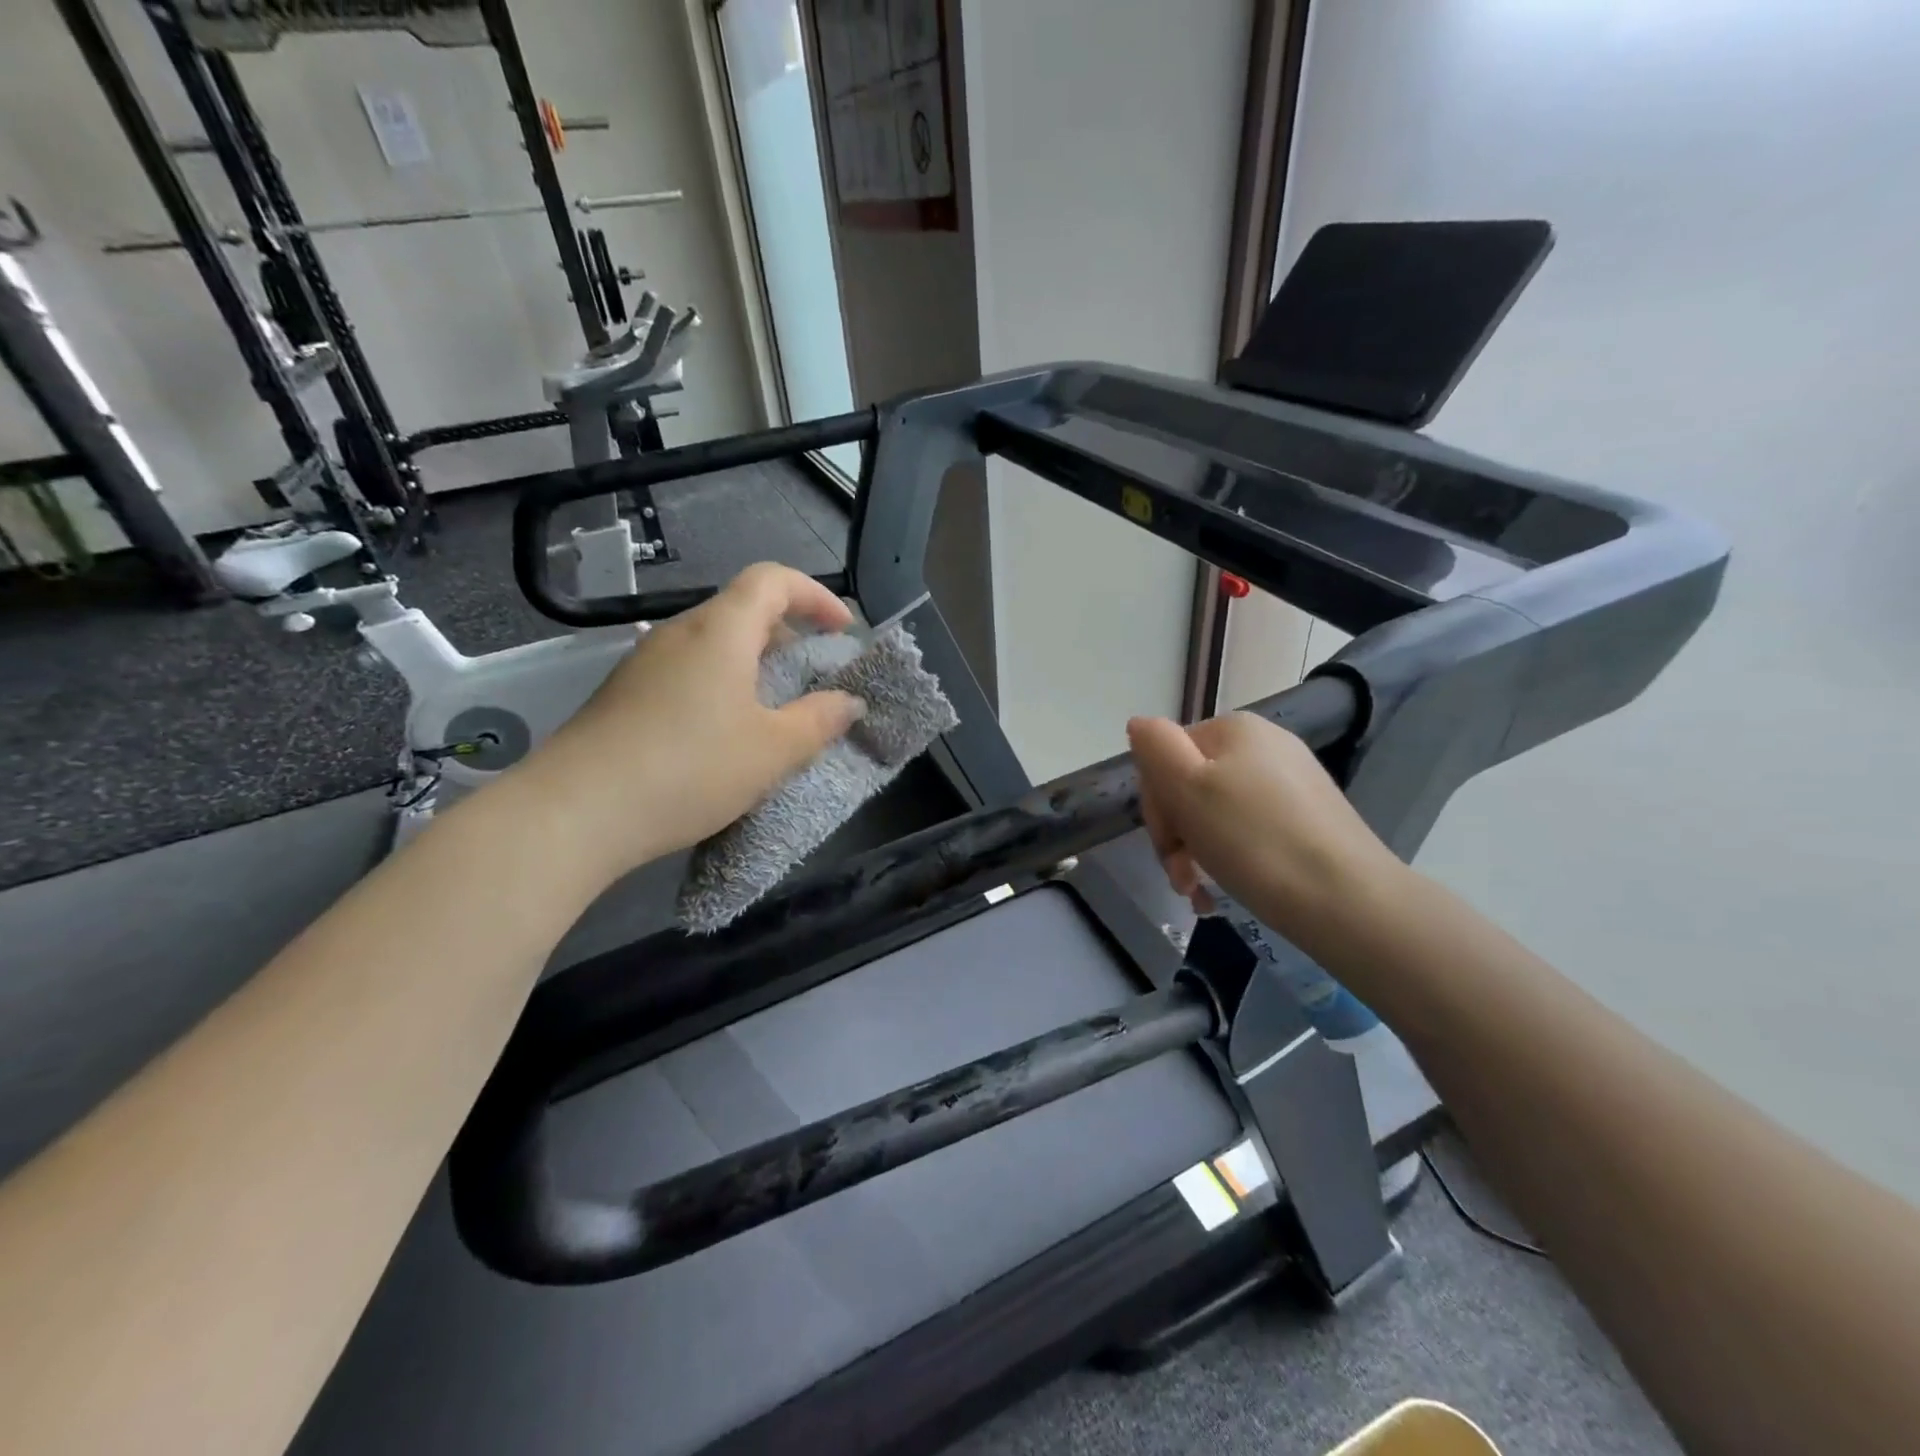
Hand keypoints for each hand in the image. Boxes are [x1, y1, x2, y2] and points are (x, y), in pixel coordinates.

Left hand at [525, 563, 865, 879]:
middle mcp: (679, 632)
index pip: (773, 580)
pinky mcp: (624, 694)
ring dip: (753, 663)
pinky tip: (723, 734)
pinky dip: (721, 684)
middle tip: (812, 677)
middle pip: (742, 609)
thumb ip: (819, 720)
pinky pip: (687, 670)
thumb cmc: (690, 769)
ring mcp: (644, 662)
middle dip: (788, 634)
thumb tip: (848, 702)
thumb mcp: (773, 750)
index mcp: (720, 630)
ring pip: (713, 643)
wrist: (575, 813)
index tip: (843, 631)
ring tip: (773, 711)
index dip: (815, 596)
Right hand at [1126, 712, 1406, 938]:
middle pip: (1192, 785)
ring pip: (1217, 814)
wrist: (1346, 900)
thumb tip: (1138, 725)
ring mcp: (1291, 782)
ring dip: (1197, 854)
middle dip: (1177, 834)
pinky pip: (1250, 832)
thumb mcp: (1186, 787)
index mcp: (1233, 729)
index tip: (1167, 846)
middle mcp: (1265, 745)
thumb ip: (1154, 747)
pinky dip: (1231, 860)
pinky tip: (1225, 891)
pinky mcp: (1310, 818)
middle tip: (1182, 878)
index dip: (1157, 803)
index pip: (1166, 757)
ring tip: (1201, 894)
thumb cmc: (1253, 841)